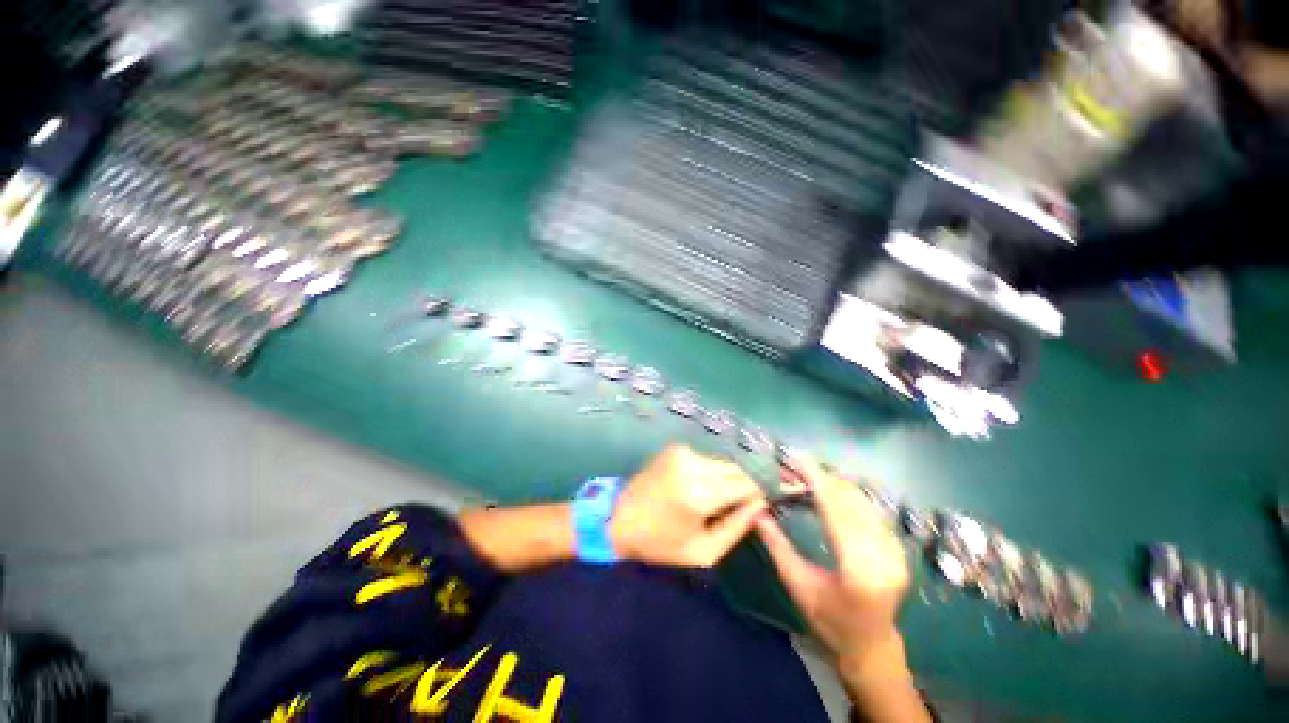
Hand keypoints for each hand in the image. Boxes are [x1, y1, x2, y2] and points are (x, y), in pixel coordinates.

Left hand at [609, 446, 766, 566]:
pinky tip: (705, 487)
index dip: (762, 492)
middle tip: (751, 502)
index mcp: (698, 494)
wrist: (620, 518)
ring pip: (722, 463)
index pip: (746, 485)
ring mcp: (682, 452)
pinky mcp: (675, 448)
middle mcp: (692, 465)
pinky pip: (706, 459)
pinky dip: (712, 472)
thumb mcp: (704, 550)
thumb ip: (737, 526)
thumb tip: (761, 504)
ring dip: (729, 478)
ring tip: (724, 499)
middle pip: (736, 469)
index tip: (772, 500)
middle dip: (747, 485)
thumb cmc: (661, 544)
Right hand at [754, 456, 916, 691]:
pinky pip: (870, 510)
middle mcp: (884, 557)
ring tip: (805, 476)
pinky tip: (827, 492)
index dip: (816, 479)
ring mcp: (896, 552)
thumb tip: (755, 511)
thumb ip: (776, 545)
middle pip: (851, 500)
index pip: (837, 511)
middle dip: (821, 477)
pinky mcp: (898, 548)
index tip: (797, 457)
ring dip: (833, 483)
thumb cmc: (828, 620)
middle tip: (793, 467)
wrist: (870, 645)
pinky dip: (846, 495)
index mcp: (859, 570)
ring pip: (862, 501)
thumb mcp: (797, 584)